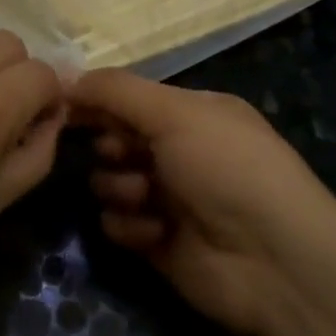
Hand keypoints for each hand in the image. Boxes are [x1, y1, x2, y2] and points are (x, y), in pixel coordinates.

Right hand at [71, 70, 335, 335]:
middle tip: (119, 153)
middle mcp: (181, 152)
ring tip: (143, 195)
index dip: (98, 100)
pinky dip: (130, 226)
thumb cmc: (227, 167)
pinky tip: (154, 231)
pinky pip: (118, 224)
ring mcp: (169, 199)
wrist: (273, 258)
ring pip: (110, 182)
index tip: (63, 104)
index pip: (131, 98)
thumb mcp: (174, 112)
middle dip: (111, 146)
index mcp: (193, 114)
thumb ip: (116, 91)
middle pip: (117, 139)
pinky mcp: (158, 242)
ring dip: (120, 187)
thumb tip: (67, 77)